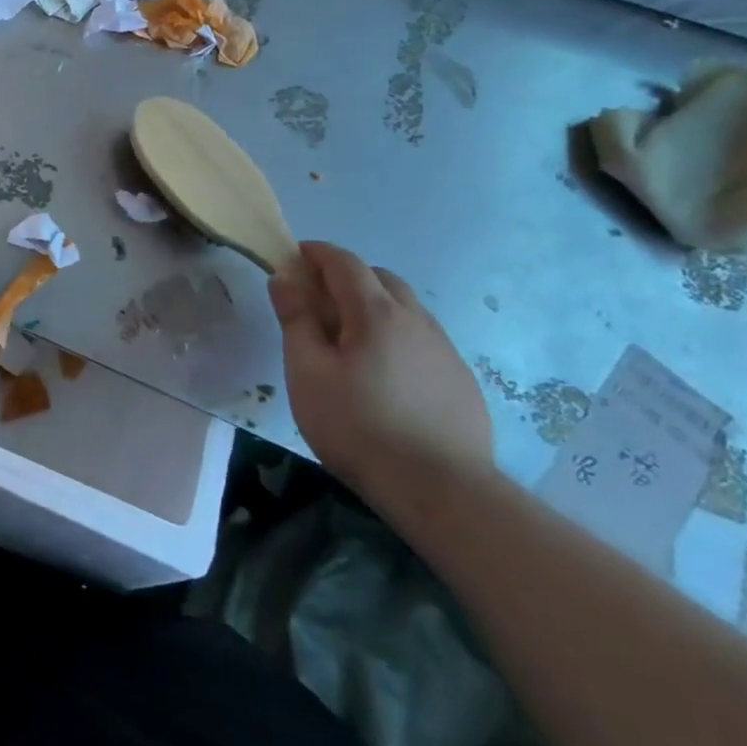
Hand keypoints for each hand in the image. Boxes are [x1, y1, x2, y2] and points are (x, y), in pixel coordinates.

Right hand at [269, 241, 492, 519]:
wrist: (443, 492)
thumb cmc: (359, 426)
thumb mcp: (307, 372)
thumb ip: (296, 318)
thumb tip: (285, 276)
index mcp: (376, 312)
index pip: (344, 262)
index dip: (316, 253)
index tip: (293, 259)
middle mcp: (416, 319)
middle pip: (379, 278)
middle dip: (345, 277)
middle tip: (317, 302)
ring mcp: (445, 350)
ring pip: (405, 308)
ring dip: (373, 306)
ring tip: (349, 340)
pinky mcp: (461, 380)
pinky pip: (422, 339)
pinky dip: (396, 336)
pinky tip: (384, 375)